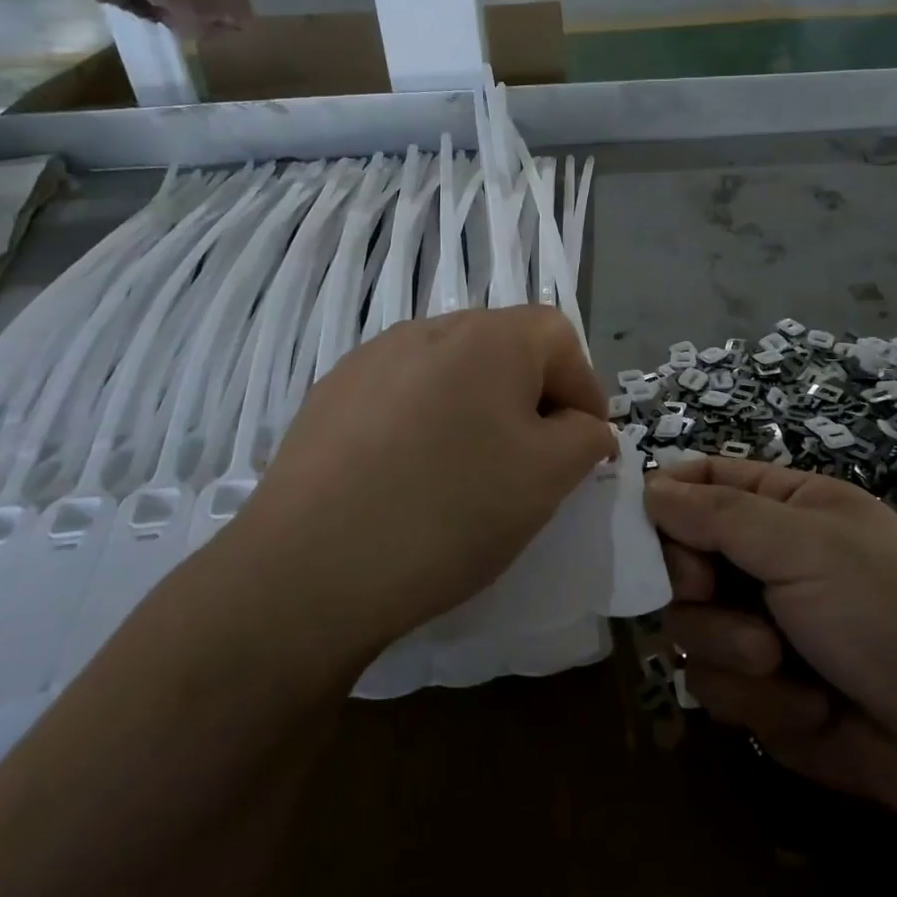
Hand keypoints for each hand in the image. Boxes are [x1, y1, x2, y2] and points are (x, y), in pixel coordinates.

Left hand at [237, 306, 616, 659]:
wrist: (310, 567)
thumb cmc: (451, 511)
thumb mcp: (548, 478)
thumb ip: (586, 437)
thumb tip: (583, 426)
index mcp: (488, 336)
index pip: (559, 336)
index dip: (584, 387)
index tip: (584, 446)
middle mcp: (428, 329)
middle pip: (503, 348)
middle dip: (530, 397)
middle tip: (530, 461)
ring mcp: (371, 358)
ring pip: (449, 372)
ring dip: (474, 408)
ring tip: (466, 471)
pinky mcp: (331, 394)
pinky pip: (400, 395)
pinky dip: (423, 423)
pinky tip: (407, 476)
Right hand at [646, 457, 896, 831]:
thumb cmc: (889, 610)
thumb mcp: (805, 544)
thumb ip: (718, 513)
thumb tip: (647, 487)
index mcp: (781, 506)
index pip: (699, 482)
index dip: (662, 500)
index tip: (637, 527)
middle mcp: (762, 561)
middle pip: (676, 558)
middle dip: (692, 584)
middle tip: (709, 592)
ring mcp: (757, 628)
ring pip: (688, 628)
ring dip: (730, 649)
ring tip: (781, 662)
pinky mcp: (759, 694)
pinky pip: (714, 688)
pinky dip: (758, 700)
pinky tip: (808, 707)